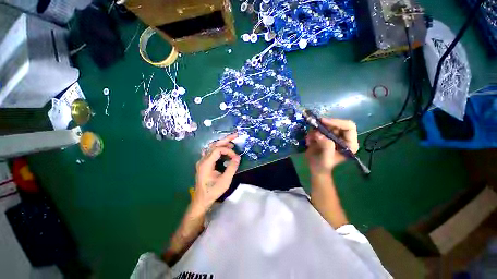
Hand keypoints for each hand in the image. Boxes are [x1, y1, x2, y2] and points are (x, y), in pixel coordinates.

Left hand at [193, 133, 239, 212]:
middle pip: (214, 145)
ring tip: (231, 144)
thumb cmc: (213, 191)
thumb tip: (238, 157)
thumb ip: (232, 168)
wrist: (201, 199)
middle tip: (235, 135)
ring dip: (222, 144)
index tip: (235, 157)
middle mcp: (202, 160)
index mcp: (206, 163)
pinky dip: (218, 149)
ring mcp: (202, 161)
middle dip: (225, 140)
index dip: (228, 151)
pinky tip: (223, 150)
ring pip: (212, 147)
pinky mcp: (203, 163)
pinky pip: (210, 152)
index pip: (217, 150)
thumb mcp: (225, 181)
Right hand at [305, 118, 358, 174]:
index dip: (337, 122)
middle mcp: (344, 137)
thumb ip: (326, 146)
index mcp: (350, 143)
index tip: (323, 122)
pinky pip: (319, 128)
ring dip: (316, 130)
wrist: (315, 168)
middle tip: (313, 127)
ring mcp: (334, 136)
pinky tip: (309, 140)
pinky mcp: (325, 135)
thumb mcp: (326, 158)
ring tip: (310, 138)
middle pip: (336, 124)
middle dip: (324, 125)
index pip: (348, 126)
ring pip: (326, 125)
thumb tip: (318, 134)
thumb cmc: (323, 165)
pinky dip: (312, 132)